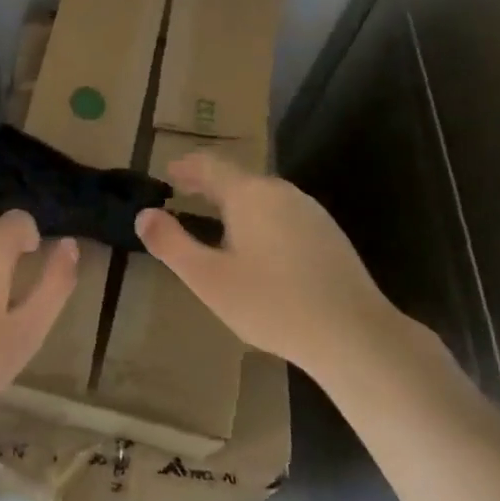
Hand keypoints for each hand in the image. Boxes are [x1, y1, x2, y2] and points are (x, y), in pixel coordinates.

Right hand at [135, 154, 406, 383]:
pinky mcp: (328, 234)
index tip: (169, 173)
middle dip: (208, 182)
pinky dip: (259, 216)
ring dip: (235, 199)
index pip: (210, 165)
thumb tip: (144, 215)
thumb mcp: (209, 279)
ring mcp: (310, 211)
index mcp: (249, 194)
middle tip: (185, 190)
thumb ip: (172, 244)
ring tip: (215, 215)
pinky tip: (258, 242)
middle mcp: (280, 191)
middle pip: (238, 177)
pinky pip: (283, 212)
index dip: (186, 167)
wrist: (355, 335)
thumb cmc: (273, 304)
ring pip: (263, 194)